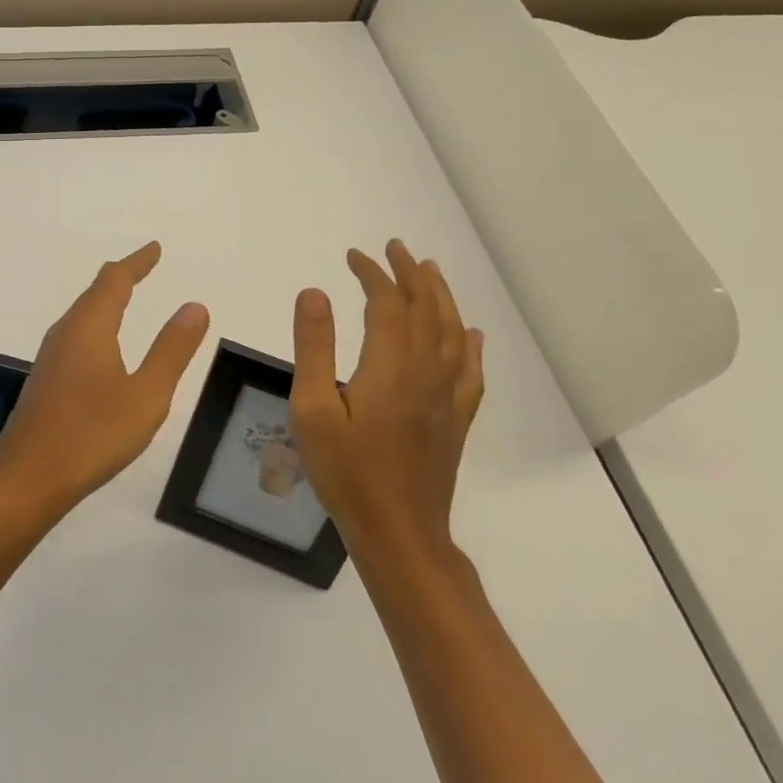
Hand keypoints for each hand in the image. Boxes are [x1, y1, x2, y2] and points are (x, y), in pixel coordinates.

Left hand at [0, 242, 209, 515]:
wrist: (28, 477)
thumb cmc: (92, 434)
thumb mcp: (146, 395)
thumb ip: (171, 350)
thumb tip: (194, 306)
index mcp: (90, 326)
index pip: (115, 280)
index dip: (137, 262)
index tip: (155, 248)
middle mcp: (66, 331)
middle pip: (95, 292)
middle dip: (122, 277)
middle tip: (144, 267)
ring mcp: (52, 355)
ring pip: (83, 314)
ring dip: (106, 300)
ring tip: (126, 297)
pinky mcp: (47, 378)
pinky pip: (76, 334)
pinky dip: (97, 323)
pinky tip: (102, 346)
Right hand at [288, 240, 483, 566]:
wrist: (398, 534)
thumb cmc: (346, 472)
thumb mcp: (312, 409)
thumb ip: (313, 347)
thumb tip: (315, 292)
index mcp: (391, 367)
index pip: (388, 304)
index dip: (373, 274)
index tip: (354, 256)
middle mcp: (426, 374)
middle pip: (426, 310)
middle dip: (410, 274)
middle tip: (394, 248)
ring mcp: (447, 399)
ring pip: (452, 333)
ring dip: (441, 298)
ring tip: (430, 272)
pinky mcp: (455, 422)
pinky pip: (471, 371)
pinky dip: (470, 344)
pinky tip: (471, 334)